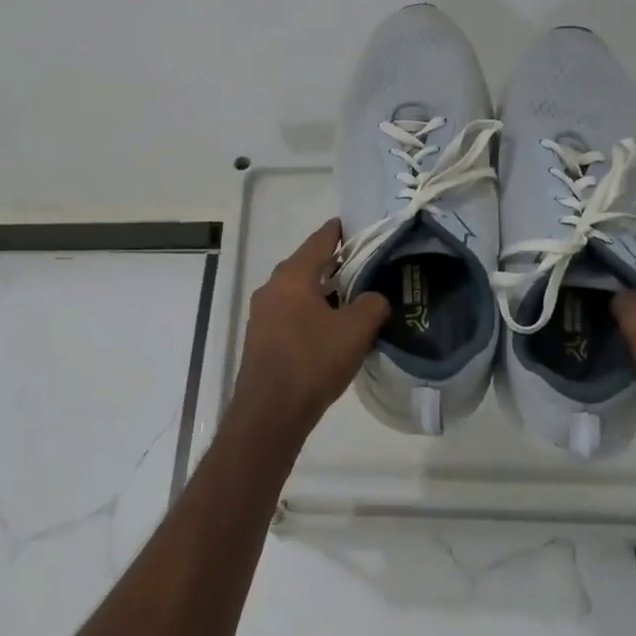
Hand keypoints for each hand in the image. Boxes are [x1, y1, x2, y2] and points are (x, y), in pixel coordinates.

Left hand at [225, 220, 389, 454]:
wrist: (271, 411)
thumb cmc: (312, 361)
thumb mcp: (355, 330)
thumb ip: (371, 305)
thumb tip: (374, 298)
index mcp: (292, 276)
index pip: (318, 242)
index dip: (336, 232)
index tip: (350, 224)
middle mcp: (272, 288)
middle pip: (306, 266)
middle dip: (332, 264)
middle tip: (361, 263)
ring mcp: (262, 314)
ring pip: (298, 292)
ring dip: (322, 292)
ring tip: (351, 296)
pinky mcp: (261, 338)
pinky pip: (291, 314)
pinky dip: (310, 312)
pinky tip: (330, 327)